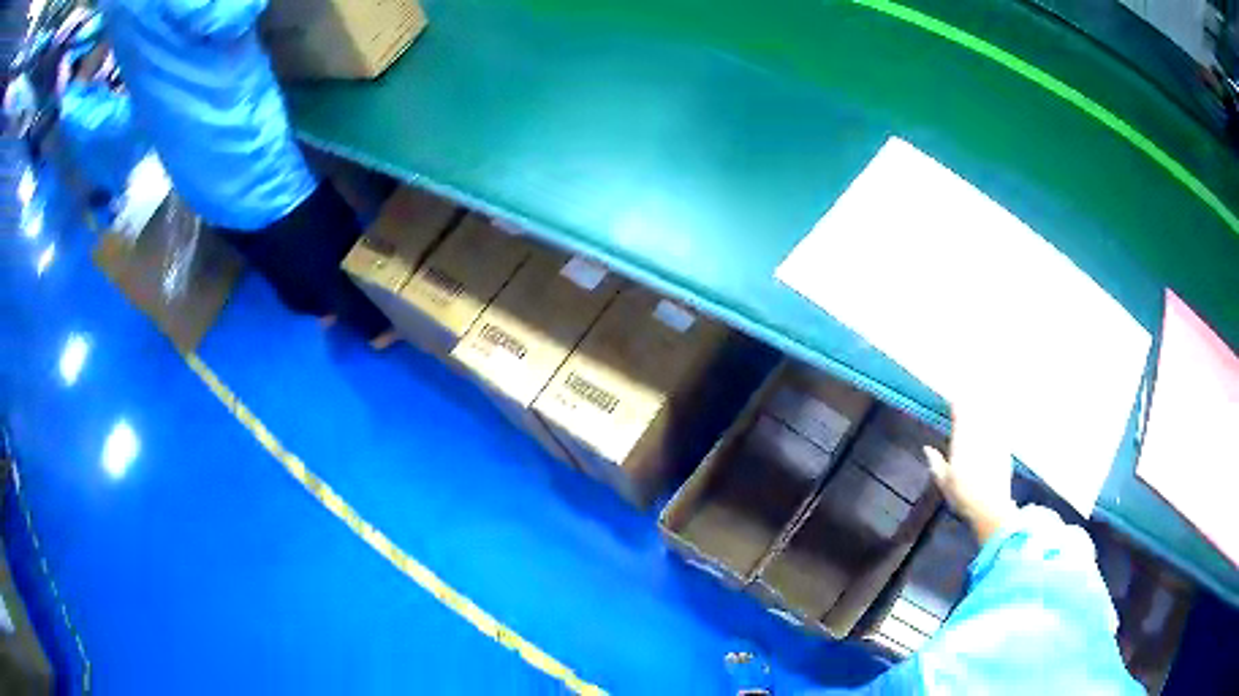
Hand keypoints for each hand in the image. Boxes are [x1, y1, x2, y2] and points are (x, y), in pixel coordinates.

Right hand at [923, 406, 1018, 544]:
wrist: (991, 508)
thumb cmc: (963, 496)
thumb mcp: (944, 482)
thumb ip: (936, 463)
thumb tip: (927, 448)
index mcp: (962, 441)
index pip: (960, 413)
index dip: (957, 405)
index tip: (953, 401)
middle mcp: (979, 435)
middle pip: (976, 410)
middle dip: (971, 404)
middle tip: (968, 399)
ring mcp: (994, 440)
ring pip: (989, 416)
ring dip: (985, 409)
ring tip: (982, 403)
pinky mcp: (1005, 448)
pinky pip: (1001, 428)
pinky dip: (997, 422)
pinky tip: (997, 422)